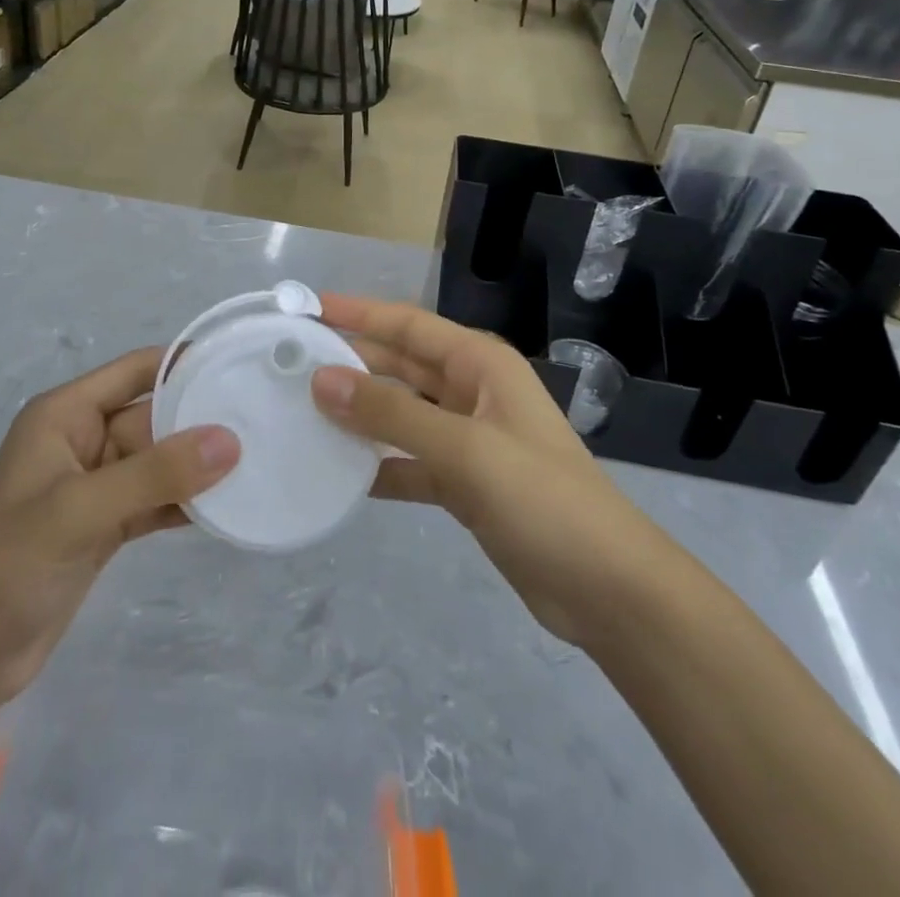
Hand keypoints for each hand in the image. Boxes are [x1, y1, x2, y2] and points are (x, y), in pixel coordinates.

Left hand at [0, 347, 238, 704]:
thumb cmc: (8, 565)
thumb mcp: (81, 510)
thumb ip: (155, 473)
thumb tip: (230, 440)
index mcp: (66, 414)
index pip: (136, 370)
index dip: (185, 363)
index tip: (240, 363)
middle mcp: (83, 440)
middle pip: (154, 417)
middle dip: (202, 419)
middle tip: (265, 419)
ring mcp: (95, 486)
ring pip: (159, 461)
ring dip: (199, 465)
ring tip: (260, 460)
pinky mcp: (104, 527)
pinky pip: (155, 500)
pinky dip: (186, 503)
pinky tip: (229, 507)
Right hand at [311, 294, 646, 649]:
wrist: (609, 590)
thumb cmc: (542, 499)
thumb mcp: (465, 449)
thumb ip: (391, 414)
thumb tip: (321, 380)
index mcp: (480, 365)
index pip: (407, 325)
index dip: (357, 313)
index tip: (306, 309)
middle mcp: (472, 392)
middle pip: (400, 365)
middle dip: (350, 361)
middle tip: (290, 363)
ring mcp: (468, 439)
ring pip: (401, 413)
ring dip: (359, 413)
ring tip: (302, 413)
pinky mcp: (465, 483)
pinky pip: (410, 460)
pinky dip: (379, 464)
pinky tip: (340, 473)